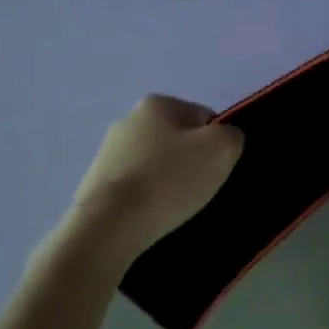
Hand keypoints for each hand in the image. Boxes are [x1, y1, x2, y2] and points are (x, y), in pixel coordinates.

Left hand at [67, 96, 244, 262]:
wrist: (110, 225)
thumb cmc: (169, 180)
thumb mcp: (220, 150)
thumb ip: (231, 135)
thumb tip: (225, 137)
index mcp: (157, 103)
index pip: (203, 117)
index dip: (216, 144)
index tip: (215, 169)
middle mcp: (128, 119)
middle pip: (177, 139)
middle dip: (190, 161)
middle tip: (198, 189)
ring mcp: (107, 151)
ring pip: (155, 163)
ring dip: (167, 180)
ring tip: (173, 207)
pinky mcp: (96, 182)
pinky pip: (135, 186)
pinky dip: (146, 198)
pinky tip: (151, 215)